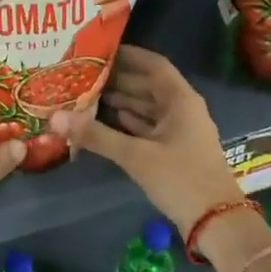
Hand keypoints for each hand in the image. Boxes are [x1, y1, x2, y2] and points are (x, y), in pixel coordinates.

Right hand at [50, 45, 243, 233]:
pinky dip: (129, 121)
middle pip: (148, 85)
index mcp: (180, 99)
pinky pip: (149, 126)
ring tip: (88, 94)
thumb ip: (96, 135)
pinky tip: (107, 119)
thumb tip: (55, 118)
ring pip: (148, 107)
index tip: (100, 50)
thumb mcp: (135, 155)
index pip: (154, 65)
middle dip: (119, 79)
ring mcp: (180, 131)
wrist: (215, 221)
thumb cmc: (180, 178)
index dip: (129, 55)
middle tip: (85, 73)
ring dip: (122, 100)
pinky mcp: (175, 150)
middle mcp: (182, 109)